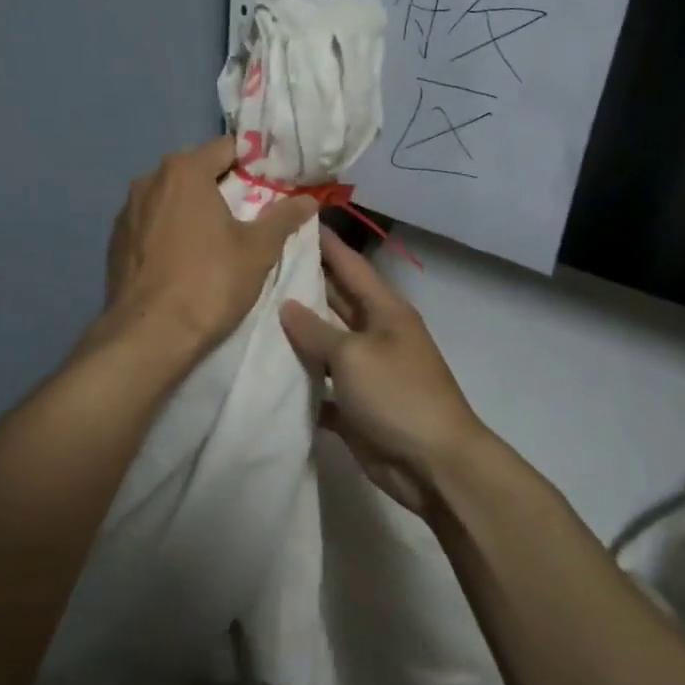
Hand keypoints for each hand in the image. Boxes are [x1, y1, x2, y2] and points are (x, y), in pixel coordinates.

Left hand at [104, 135, 316, 355]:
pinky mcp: (115, 241)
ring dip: (193, 209)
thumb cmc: (209, 283)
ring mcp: (127, 211)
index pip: (226, 148)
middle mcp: (149, 180)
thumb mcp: (258, 250)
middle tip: (248, 213)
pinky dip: (169, 231)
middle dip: (222, 186)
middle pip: (195, 171)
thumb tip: (309, 199)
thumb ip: (283, 218)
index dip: (252, 163)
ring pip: (170, 198)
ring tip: (215, 239)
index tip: (271, 184)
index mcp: (184, 170)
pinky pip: (151, 224)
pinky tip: (183, 259)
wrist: (148, 335)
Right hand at [279, 229, 488, 515]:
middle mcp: (375, 334)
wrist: (434, 465)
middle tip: (259, 265)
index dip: (325, 243)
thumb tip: (286, 305)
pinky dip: (300, 382)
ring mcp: (366, 371)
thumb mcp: (353, 355)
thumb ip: (316, 330)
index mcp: (384, 310)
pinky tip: (265, 374)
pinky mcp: (355, 405)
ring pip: (324, 343)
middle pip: (334, 300)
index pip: (350, 264)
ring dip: (295, 334)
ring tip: (251, 313)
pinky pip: (321, 386)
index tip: (295, 219)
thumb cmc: (397, 394)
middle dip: (302, 284)